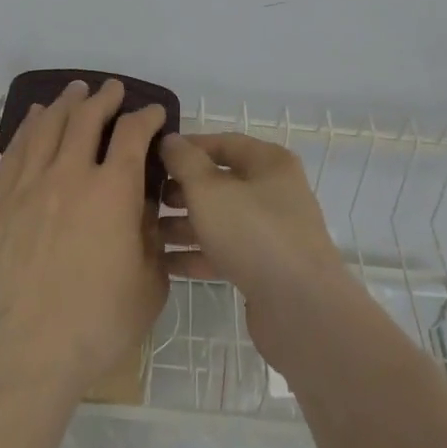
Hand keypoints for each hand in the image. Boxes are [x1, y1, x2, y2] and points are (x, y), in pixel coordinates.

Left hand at [0, 79, 168, 402]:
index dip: (146, 117)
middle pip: (85, 119)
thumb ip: (149, 235)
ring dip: (65, 104)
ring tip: (74, 92)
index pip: (132, 134)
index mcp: (112, 191)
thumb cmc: (98, 322)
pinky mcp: (0, 203)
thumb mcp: (150, 282)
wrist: (26, 350)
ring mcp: (29, 186)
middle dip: (103, 98)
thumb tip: (139, 205)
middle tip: (112, 90)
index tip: (154, 113)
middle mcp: (69, 175)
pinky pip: (15, 150)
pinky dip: (28, 127)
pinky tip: (34, 120)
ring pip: (47, 127)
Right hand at [158, 133, 356, 367]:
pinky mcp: (265, 267)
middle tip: (147, 199)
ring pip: (220, 219)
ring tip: (146, 232)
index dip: (187, 147)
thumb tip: (170, 140)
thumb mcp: (209, 189)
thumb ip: (185, 161)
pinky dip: (197, 254)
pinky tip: (164, 262)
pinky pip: (224, 251)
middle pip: (220, 182)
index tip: (153, 158)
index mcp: (269, 163)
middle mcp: (274, 192)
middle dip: (181, 190)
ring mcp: (271, 231)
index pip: (223, 143)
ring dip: (184, 224)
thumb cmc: (253, 232)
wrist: (300, 307)